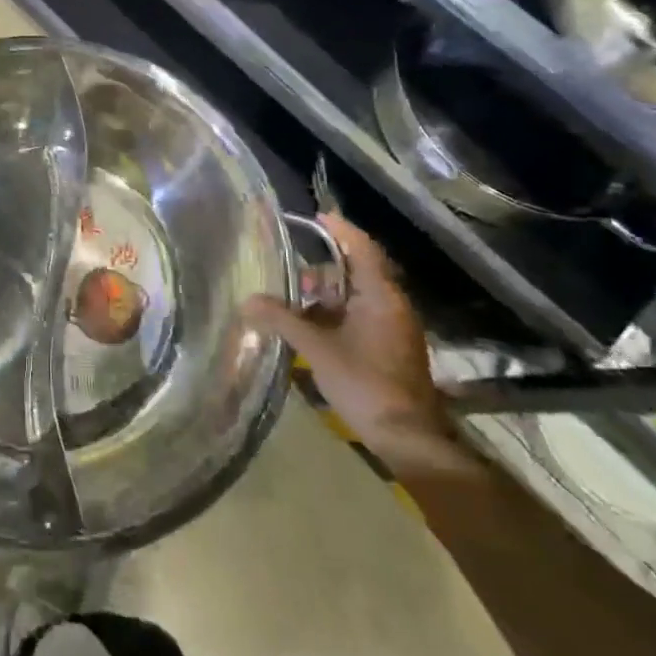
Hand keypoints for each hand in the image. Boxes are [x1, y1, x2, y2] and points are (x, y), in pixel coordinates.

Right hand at [244, 214, 465, 475]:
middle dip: (322, 271)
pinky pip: (361, 317)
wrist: (408, 438)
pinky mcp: (392, 348)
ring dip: (327, 297)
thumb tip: (247, 301)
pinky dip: (336, 315)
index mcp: (381, 295)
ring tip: (294, 305)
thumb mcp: (317, 349)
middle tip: (291, 276)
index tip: (316, 217)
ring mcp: (394, 327)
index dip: (340, 230)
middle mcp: (392, 304)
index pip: (361, 248)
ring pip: (357, 298)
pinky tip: (311, 330)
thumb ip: (282, 320)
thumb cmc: (365, 383)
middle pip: (357, 272)